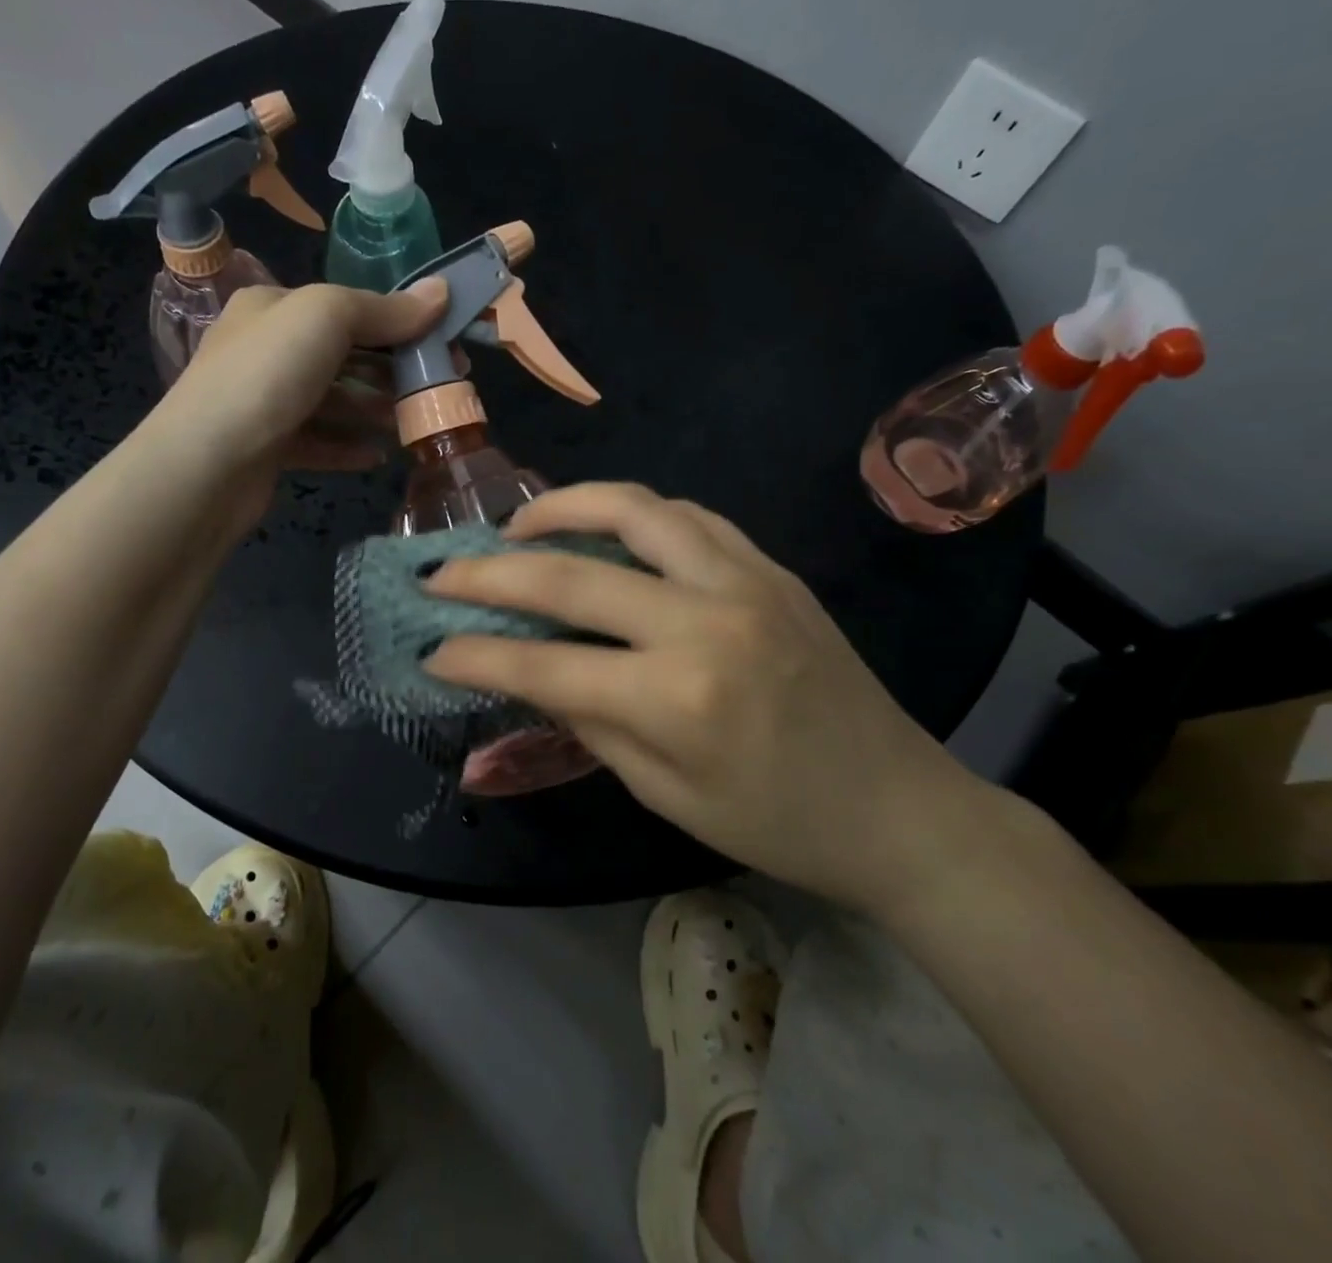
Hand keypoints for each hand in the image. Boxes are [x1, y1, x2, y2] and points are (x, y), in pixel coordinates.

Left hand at [154, 279, 445, 532]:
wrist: (206, 465)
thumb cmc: (267, 376)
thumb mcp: (326, 318)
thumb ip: (384, 308)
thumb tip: (441, 291)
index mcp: (272, 307)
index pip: (345, 308)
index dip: (398, 323)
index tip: (443, 344)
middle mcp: (265, 350)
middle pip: (342, 356)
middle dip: (391, 371)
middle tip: (438, 389)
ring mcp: (263, 402)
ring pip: (332, 402)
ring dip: (373, 411)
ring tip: (413, 425)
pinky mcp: (266, 449)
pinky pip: (317, 443)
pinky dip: (348, 447)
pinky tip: (377, 457)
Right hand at [422, 483, 992, 913]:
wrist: (899, 806)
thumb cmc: (777, 824)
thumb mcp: (664, 794)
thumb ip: (588, 722)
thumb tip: (525, 672)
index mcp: (677, 699)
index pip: (546, 665)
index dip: (477, 656)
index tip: (432, 648)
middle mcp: (705, 622)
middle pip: (571, 575)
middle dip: (490, 573)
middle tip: (443, 572)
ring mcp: (744, 581)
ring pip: (634, 510)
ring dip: (563, 507)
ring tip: (518, 525)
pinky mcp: (771, 567)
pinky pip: (688, 516)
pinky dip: (631, 512)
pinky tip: (604, 529)